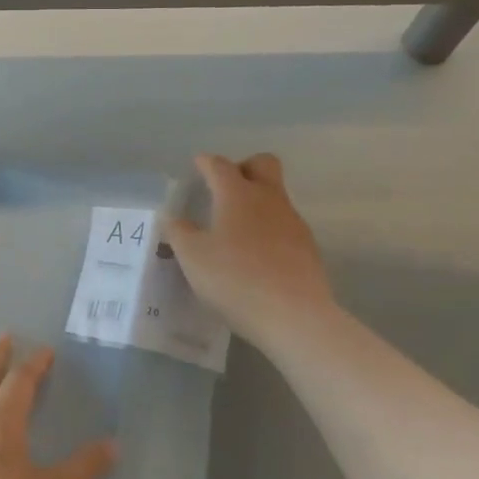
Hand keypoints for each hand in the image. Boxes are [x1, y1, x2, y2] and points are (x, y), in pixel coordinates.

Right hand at [166, 154, 337, 350]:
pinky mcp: (307, 247)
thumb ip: (179, 232)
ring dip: (257, 201)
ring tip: (236, 228)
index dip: (206, 162)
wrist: (294, 315)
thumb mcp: (193, 257)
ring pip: (276, 195)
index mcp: (237, 194)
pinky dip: (269, 229)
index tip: (197, 165)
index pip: (220, 165)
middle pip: (262, 164)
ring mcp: (292, 222)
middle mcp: (268, 199)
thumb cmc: (235, 279)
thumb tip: (171, 217)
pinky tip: (256, 254)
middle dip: (243, 168)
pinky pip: (285, 224)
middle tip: (224, 189)